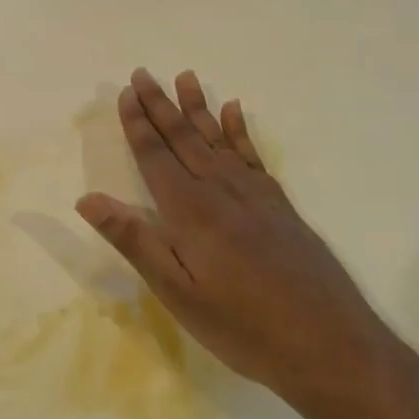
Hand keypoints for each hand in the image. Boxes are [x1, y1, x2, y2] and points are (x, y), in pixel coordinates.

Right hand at [76, 69, 397, 417]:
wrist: (331, 346)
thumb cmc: (243, 327)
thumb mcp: (177, 293)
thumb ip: (135, 241)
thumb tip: (87, 199)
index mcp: (190, 210)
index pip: (156, 156)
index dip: (138, 124)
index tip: (126, 92)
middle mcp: (221, 190)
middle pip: (184, 137)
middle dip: (161, 105)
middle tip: (143, 73)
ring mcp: (255, 195)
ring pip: (218, 138)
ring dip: (198, 107)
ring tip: (185, 76)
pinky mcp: (280, 205)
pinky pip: (252, 155)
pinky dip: (240, 129)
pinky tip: (235, 111)